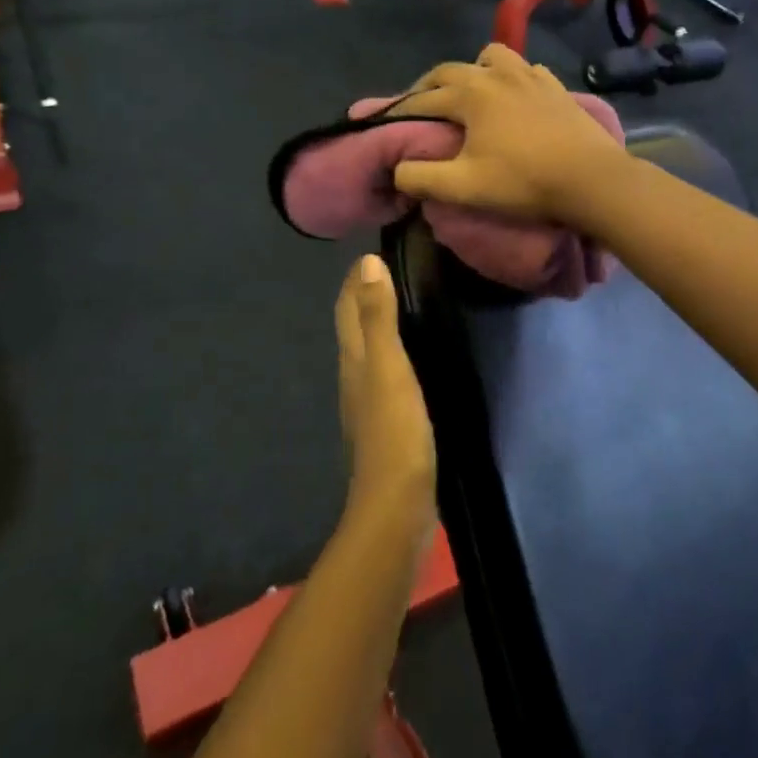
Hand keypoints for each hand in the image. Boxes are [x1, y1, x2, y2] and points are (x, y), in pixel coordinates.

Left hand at [336, 256, 435, 528]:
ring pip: (367, 351)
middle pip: (353, 327)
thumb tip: (367, 262)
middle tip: (387, 269)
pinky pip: (384, 373)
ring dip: (377, 324)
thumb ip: (378, 317)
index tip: (370, 251)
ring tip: (400, 303)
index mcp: (354, 359)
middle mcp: (354, 376)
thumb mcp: (389, 367)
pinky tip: (410, 357)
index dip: (355, 280)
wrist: (396, 505)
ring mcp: (368, 403)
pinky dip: (392, 352)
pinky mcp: (386, 423)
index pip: (347, 308)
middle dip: (363, 296)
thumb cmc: (395, 431)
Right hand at [392, 45, 627, 223]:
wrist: (591, 179)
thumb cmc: (523, 181)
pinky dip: (511, 77)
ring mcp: (530, 76)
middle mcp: (497, 74)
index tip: (385, 121)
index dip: (400, 111)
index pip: (423, 99)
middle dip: (429, 86)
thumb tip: (398, 169)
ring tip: (471, 93)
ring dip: (473, 71)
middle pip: (451, 71)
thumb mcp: (463, 187)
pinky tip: (514, 97)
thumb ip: (420, 177)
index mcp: (470, 94)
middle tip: (419, 106)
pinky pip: (525, 70)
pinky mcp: (556, 87)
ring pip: (492, 57)